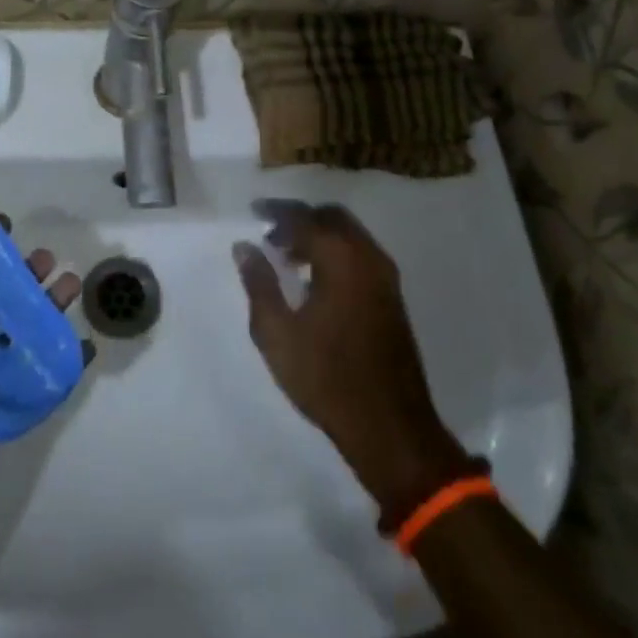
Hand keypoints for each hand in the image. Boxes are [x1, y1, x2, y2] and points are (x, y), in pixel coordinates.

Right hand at [233, 201, 469, 519]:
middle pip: (333, 218)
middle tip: (270, 234)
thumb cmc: (326, 377)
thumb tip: (244, 247)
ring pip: (350, 235)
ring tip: (286, 258)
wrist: (390, 426)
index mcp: (341, 259)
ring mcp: (386, 278)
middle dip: (300, 218)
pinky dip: (336, 252)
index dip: (276, 211)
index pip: (304, 218)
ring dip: (319, 236)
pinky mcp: (392, 297)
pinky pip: (361, 255)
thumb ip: (259, 283)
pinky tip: (314, 280)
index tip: (254, 211)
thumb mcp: (276, 333)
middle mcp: (368, 257)